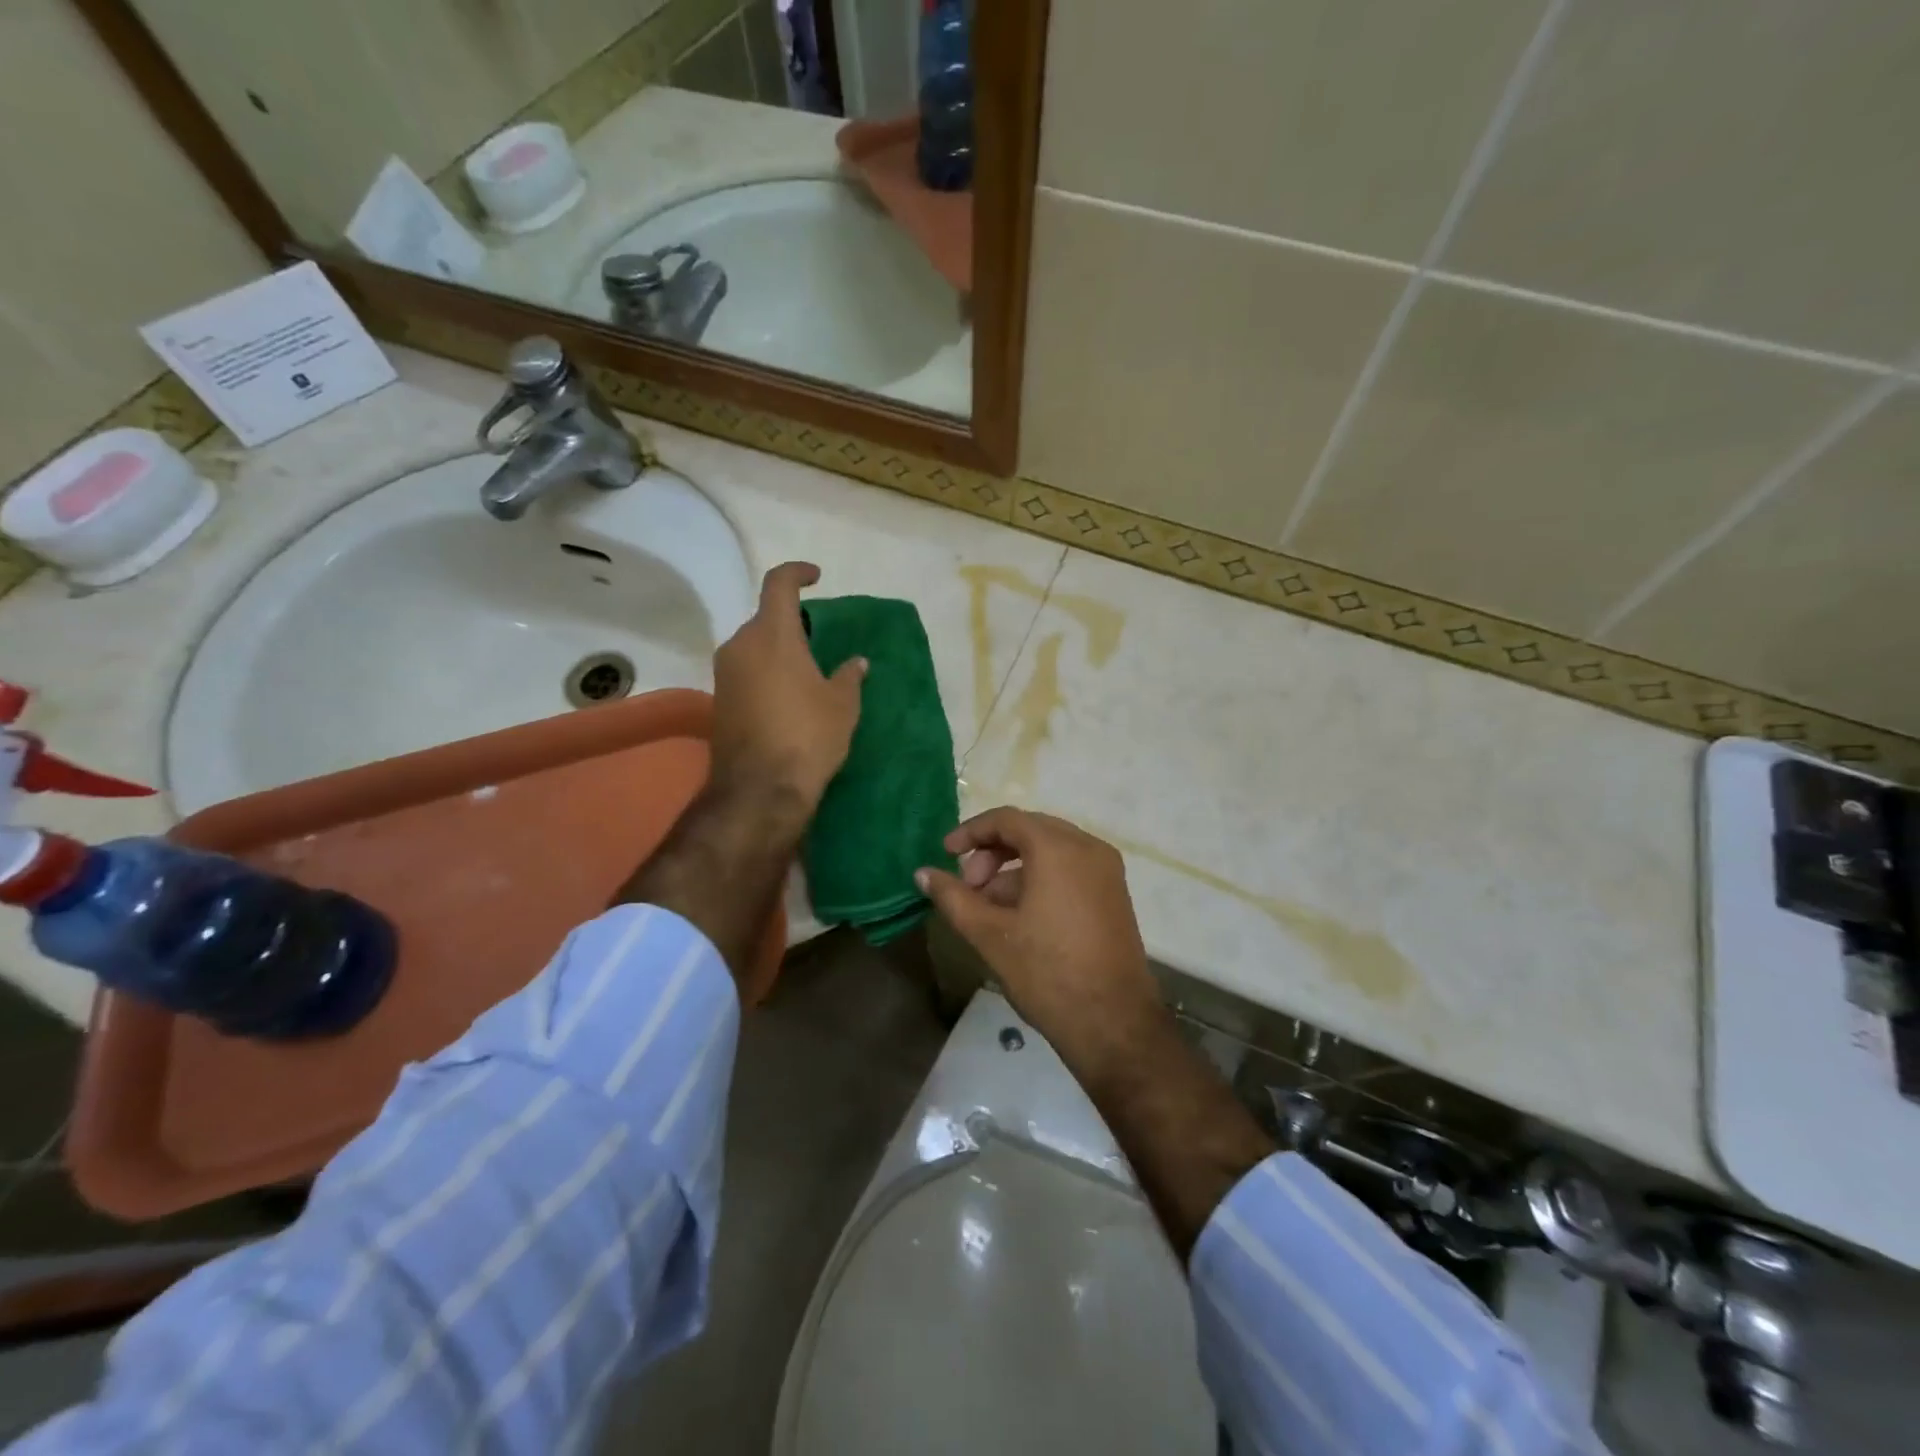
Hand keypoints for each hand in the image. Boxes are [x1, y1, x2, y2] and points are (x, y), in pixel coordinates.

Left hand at [711, 562, 865, 813]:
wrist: (760, 790)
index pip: (779, 583)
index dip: (798, 573)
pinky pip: (745, 670)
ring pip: (753, 646)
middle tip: (818, 642)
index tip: (816, 578)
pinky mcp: (718, 699)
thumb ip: (849, 676)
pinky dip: (766, 672)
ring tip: (806, 673)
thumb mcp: (842, 705)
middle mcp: (741, 645)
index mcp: (773, 635)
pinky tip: (787, 697)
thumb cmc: (808, 736)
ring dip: (778, 650)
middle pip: (765, 618)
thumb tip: (857, 662)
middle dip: (791, 623)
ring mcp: (724, 673)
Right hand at [917, 808, 1165, 1085]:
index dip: (971, 832)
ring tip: (988, 907)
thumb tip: (923, 874)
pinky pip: (1070, 868)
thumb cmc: (1047, 973)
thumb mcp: (990, 935)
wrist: (1114, 1024)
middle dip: (992, 852)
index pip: (1007, 819)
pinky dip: (1040, 878)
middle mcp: (1088, 847)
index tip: (946, 854)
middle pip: (1030, 830)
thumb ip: (953, 898)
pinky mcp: (1114, 893)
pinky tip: (1019, 916)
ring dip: (1014, 868)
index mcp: (1058, 849)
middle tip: (968, 886)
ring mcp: (1106, 870)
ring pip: (1050, 850)